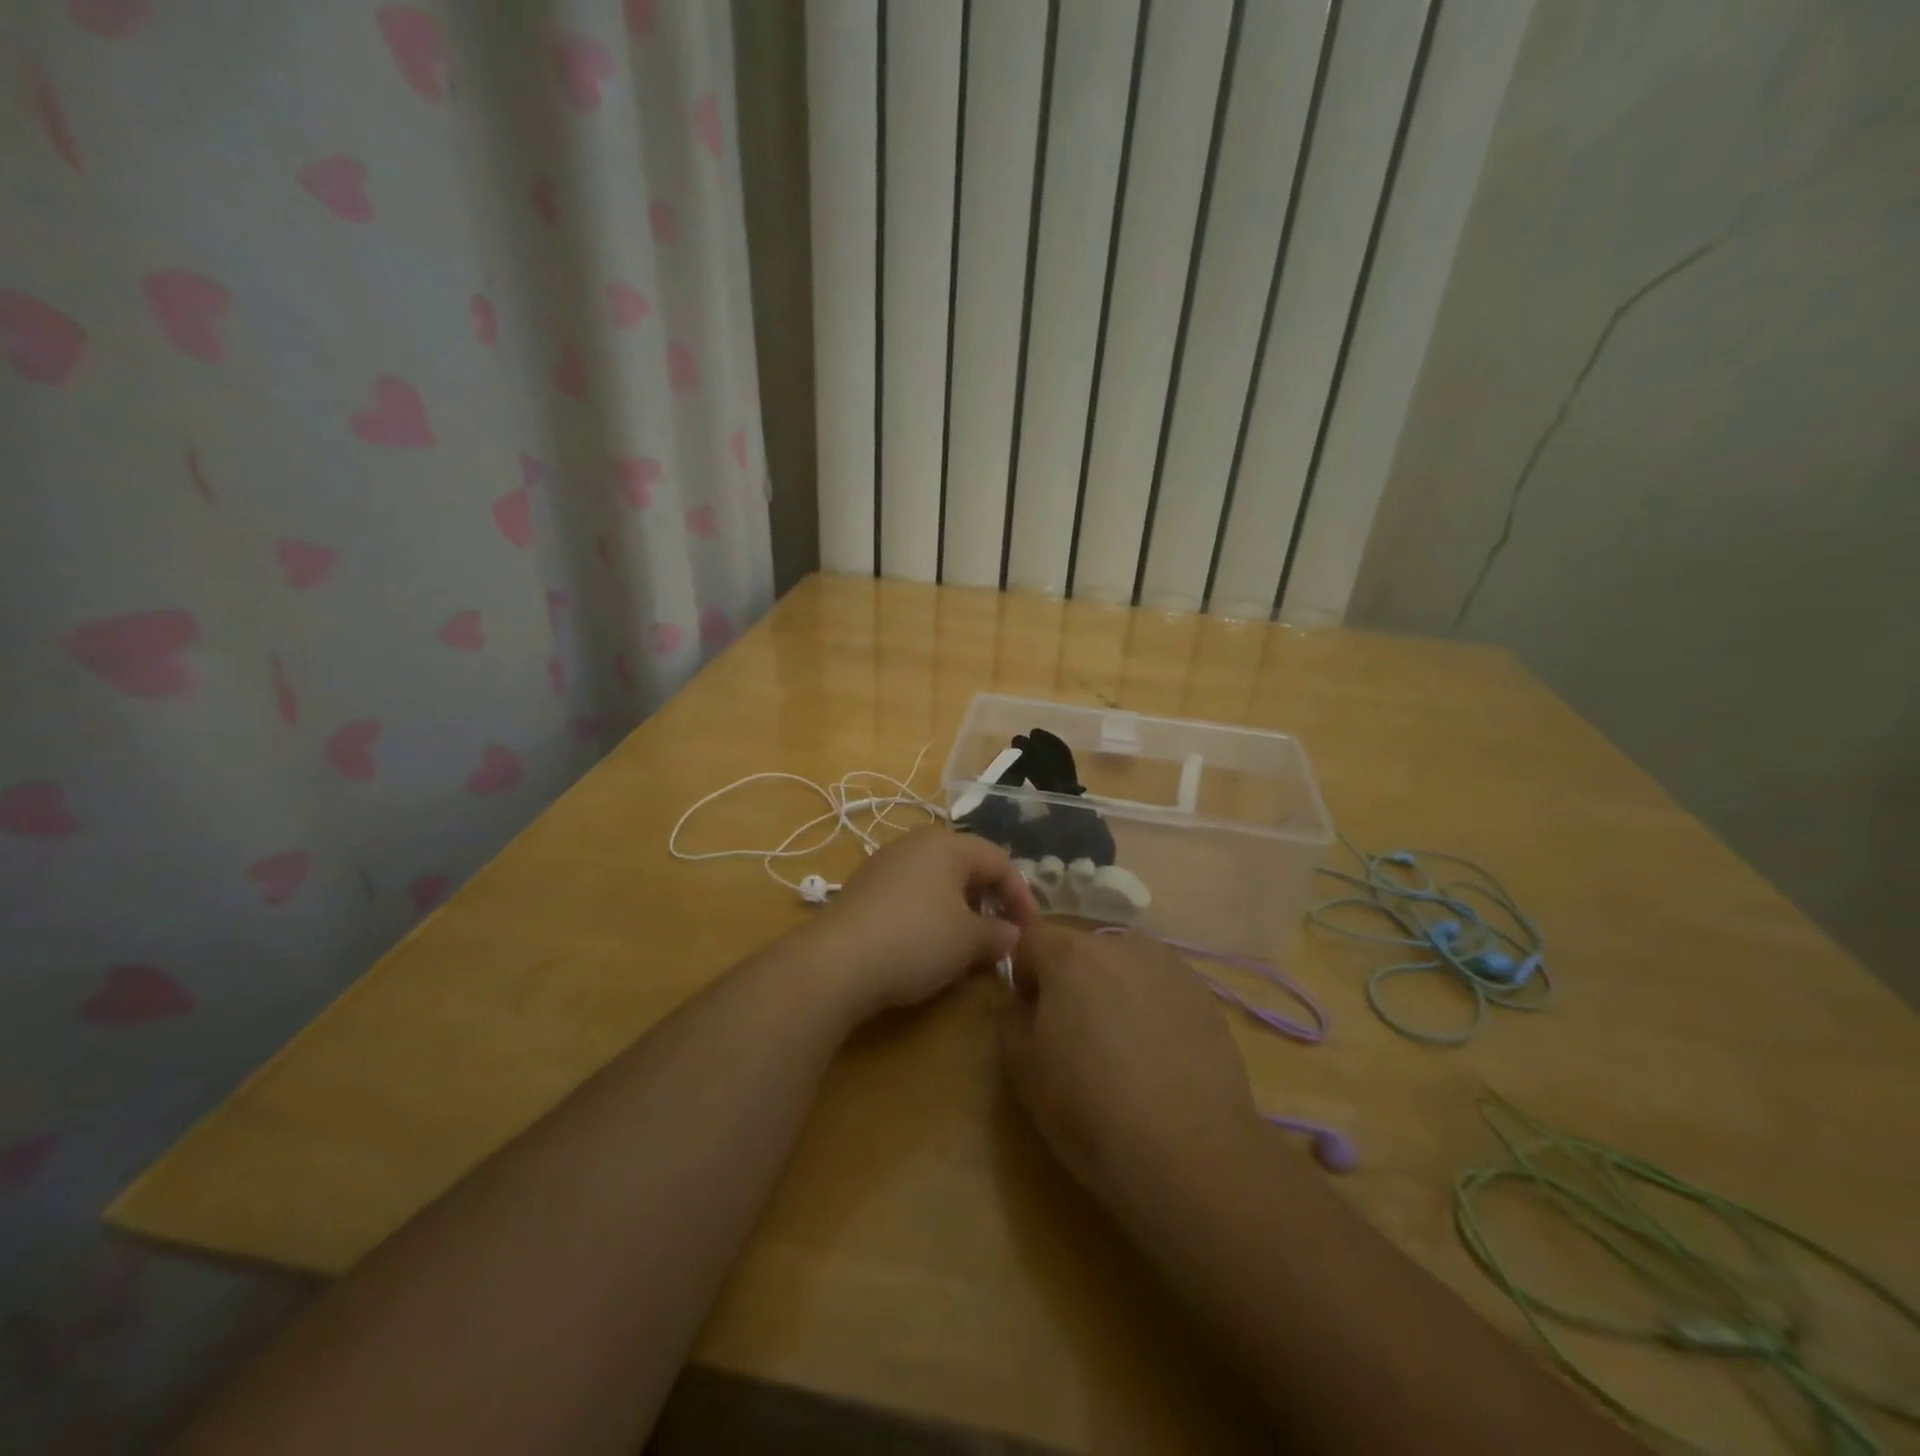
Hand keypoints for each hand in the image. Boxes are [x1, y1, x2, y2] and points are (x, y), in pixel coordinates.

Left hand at [808, 827, 1041, 1016]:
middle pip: (968, 868)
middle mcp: (916, 844)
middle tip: (1000, 939)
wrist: (836, 962)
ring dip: (961, 913)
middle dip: (990, 903)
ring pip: (939, 884)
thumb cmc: (916, 940)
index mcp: (947, 844)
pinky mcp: (865, 889)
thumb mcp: (969, 941)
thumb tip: (1012, 934)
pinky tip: (929, 949)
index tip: (1030, 934)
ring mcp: (886, 864)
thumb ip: (999, 934)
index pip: (1000, 861)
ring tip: (967, 949)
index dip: (1021, 897)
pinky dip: (931, 917)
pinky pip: (913, 896)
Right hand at [999, 924, 1263, 1211]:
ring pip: (1124, 968)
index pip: (1030, 940)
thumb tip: (1030, 1003)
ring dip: (1113, 993)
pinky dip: (1152, 1011)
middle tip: (1076, 1039)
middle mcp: (1121, 945)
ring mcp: (1170, 967)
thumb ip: (1013, 1016)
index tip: (1032, 1018)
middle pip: (1081, 951)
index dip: (1023, 976)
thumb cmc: (1089, 1107)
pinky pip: (1160, 991)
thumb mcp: (1021, 1067)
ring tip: (1123, 1052)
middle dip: (1071, 984)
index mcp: (1071, 954)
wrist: (1187, 1153)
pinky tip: (1159, 1061)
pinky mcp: (1205, 996)